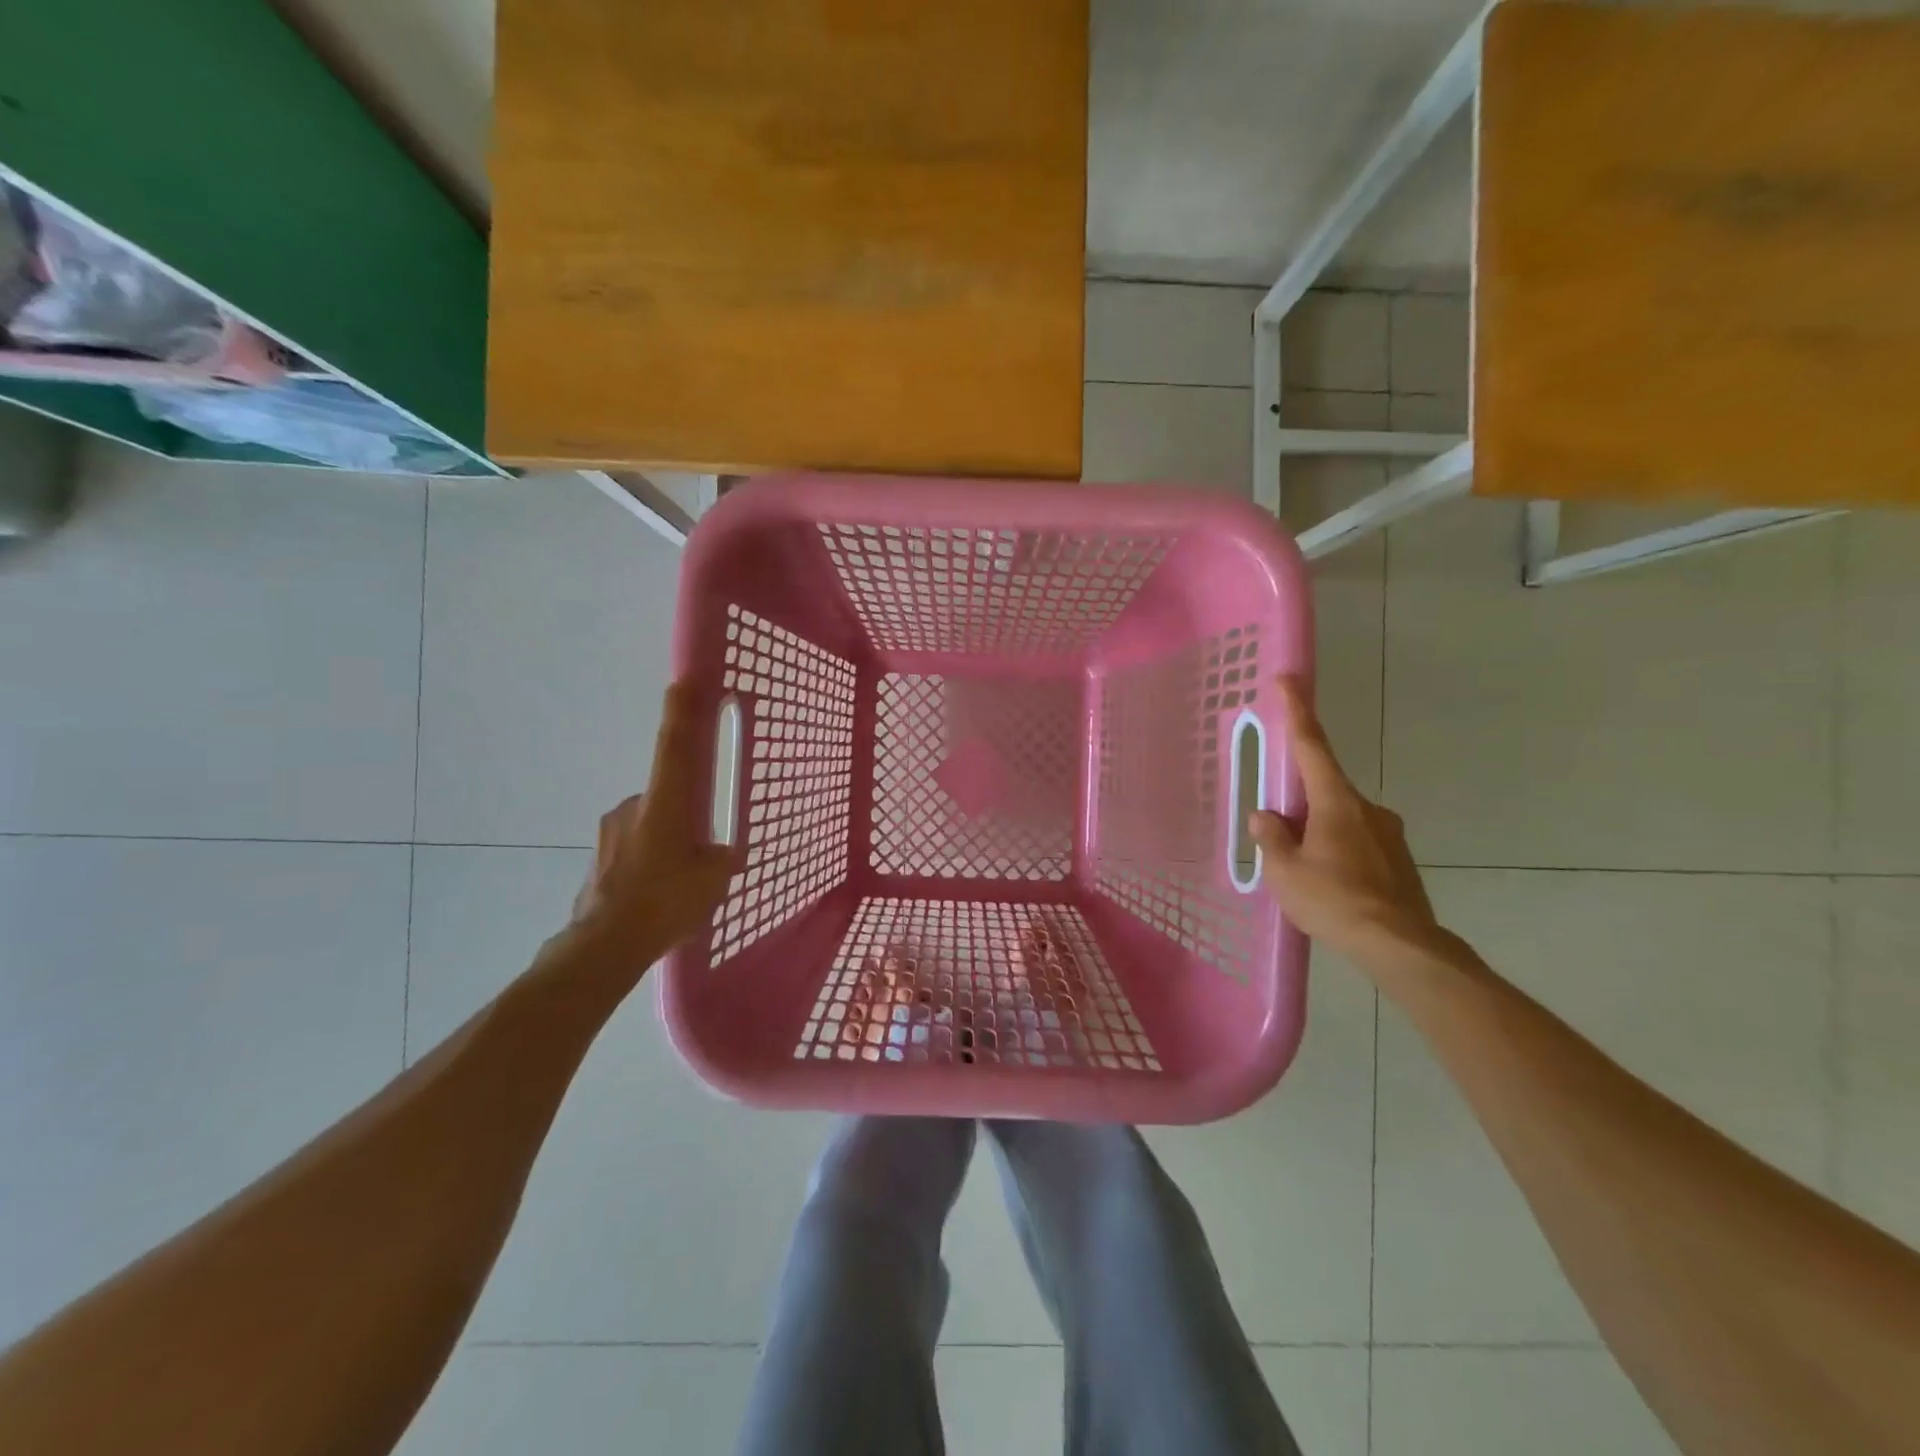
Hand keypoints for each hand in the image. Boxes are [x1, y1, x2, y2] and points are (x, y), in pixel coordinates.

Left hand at [569, 682, 742, 957]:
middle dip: (685, 812)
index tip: (684, 681)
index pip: (675, 747)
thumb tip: (726, 852)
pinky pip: (633, 848)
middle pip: (667, 794)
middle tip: (701, 845)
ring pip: (650, 824)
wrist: (604, 946)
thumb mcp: (713, 880)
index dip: (682, 712)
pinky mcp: (598, 857)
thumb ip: (722, 857)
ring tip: (679, 880)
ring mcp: (610, 832)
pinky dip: (649, 860)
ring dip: (667, 840)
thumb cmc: (665, 902)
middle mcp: (634, 807)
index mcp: (665, 804)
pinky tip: (657, 893)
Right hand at [1246, 675, 1446, 966]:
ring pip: (1341, 820)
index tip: (1288, 679)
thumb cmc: (1334, 900)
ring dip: (1318, 833)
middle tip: (1279, 834)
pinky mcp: (1399, 860)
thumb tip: (1266, 816)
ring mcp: (1388, 834)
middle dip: (1298, 803)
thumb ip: (1272, 837)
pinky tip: (1330, 886)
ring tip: (1304, 874)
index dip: (1297, 711)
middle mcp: (1367, 808)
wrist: (1401, 946)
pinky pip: (1357, 843)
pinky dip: (1338, 853)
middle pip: (1324, 789)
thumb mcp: (1285, 871)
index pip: (1312, 745)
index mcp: (1336, 802)